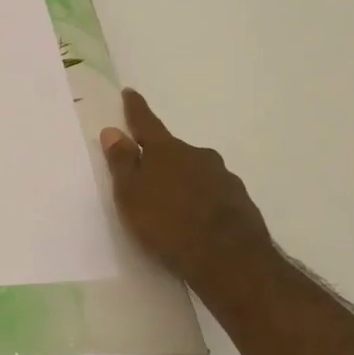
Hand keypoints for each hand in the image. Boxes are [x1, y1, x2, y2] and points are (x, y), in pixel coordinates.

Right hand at [100, 89, 278, 302]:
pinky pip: (212, 194)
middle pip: (173, 150)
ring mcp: (223, 178)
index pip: (146, 123)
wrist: (230, 261)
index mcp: (167, 151)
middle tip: (146, 173)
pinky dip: (200, 200)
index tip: (130, 93)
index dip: (136, 109)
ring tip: (170, 204)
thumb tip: (113, 131)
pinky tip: (195, 220)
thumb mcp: (131, 195)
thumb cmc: (168, 225)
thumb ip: (122, 163)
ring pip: (195, 172)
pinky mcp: (240, 202)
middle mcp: (198, 156)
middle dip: (159, 157)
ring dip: (182, 180)